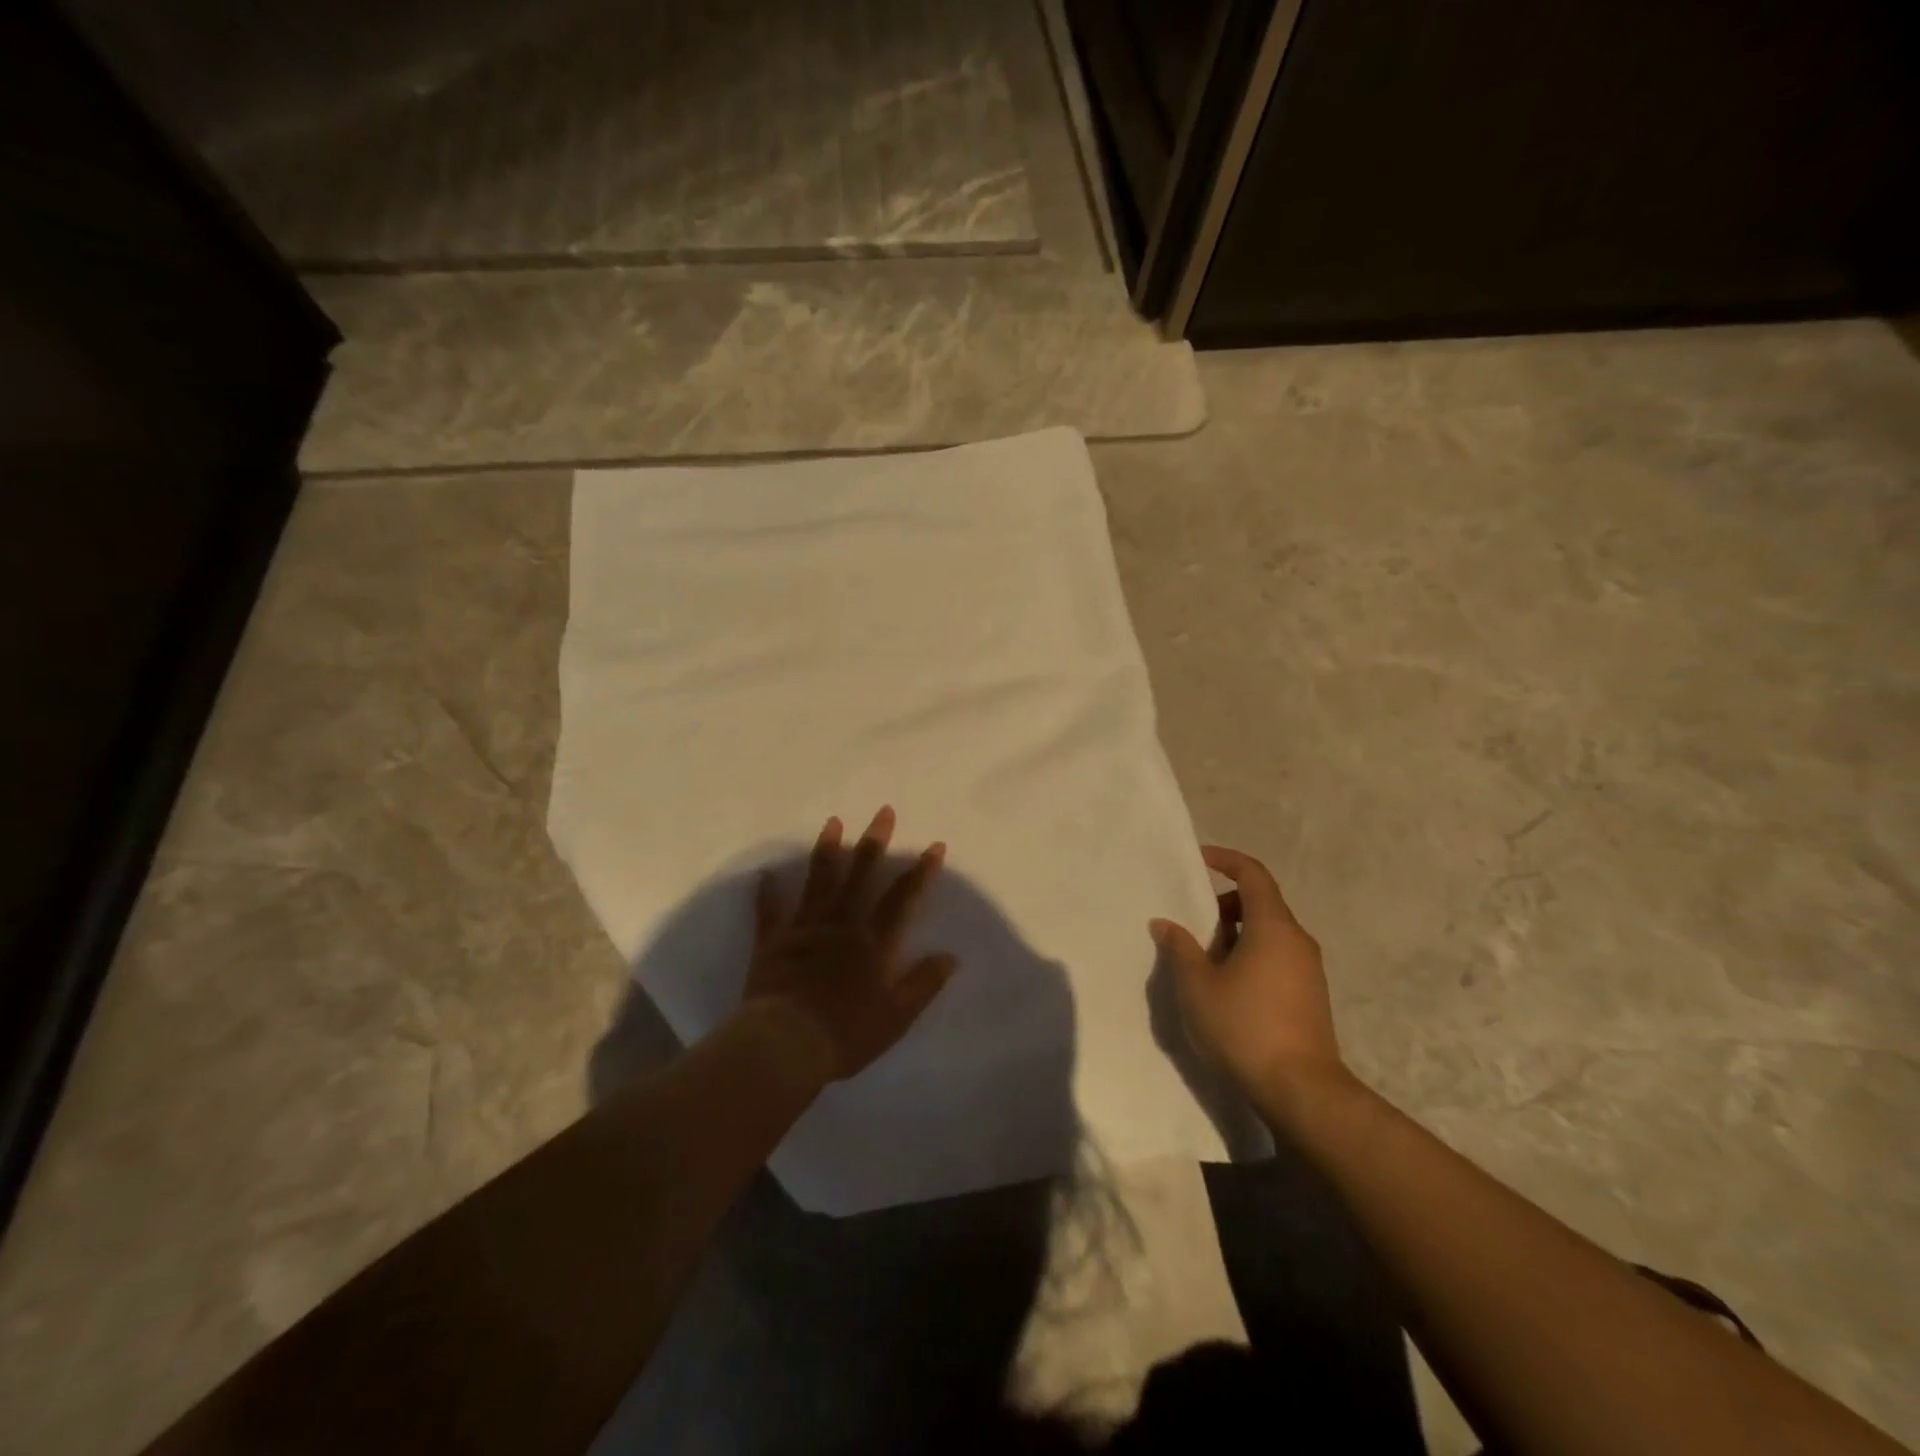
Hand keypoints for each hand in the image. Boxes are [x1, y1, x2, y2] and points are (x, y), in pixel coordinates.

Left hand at [742, 806, 957, 1083]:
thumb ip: (923, 983)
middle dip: (874, 843)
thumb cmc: (846, 1033)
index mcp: (872, 942)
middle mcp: (840, 925)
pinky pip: (769, 912)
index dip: (920, 872)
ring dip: (827, 851)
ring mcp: (804, 929)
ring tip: (833, 821)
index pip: (901, 899)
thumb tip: (951, 956)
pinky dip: (767, 894)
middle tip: (882, 811)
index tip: (934, 845)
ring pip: (818, 882)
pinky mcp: (773, 942)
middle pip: (860, 877)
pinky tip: (765, 875)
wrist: (786, 1044)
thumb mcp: (896, 1016)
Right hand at [1150, 846, 1353, 1121]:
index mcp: (1273, 926)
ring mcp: (1308, 970)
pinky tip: (1227, 989)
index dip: (1226, 860)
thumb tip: (1166, 923)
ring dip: (1235, 935)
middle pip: (1260, 903)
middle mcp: (1297, 940)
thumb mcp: (1198, 986)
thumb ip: (1180, 948)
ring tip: (1204, 962)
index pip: (1252, 874)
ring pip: (1268, 933)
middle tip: (1193, 926)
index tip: (1199, 859)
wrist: (1301, 1090)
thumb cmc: (1245, 1027)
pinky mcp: (1310, 996)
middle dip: (1224, 906)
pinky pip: (1277, 957)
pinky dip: (1250, 956)